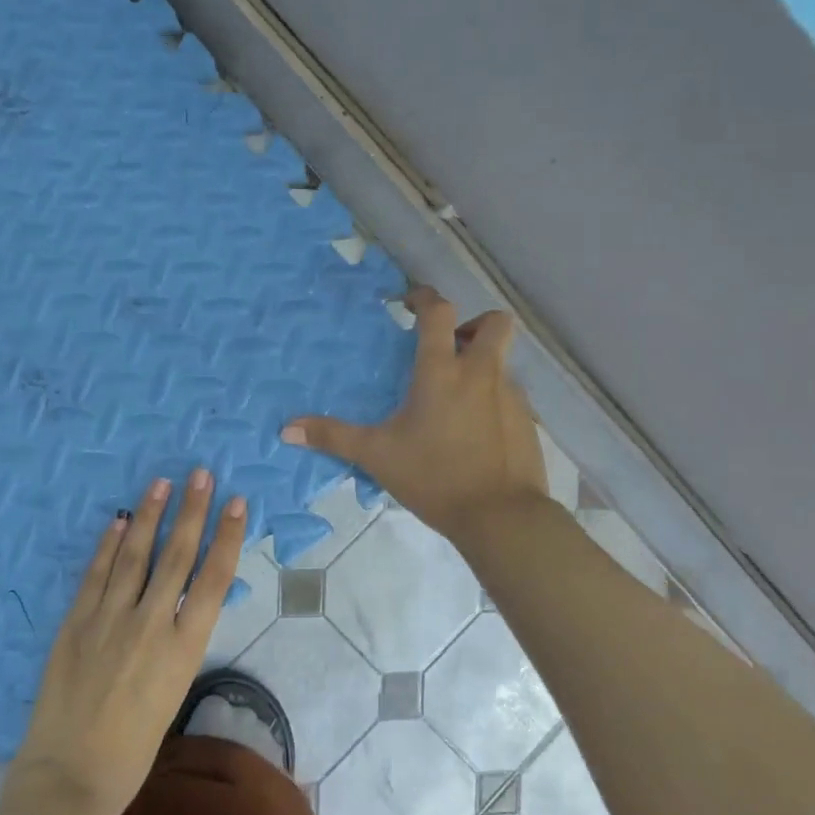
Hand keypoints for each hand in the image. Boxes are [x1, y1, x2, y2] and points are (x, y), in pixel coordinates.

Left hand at [12, 469, 247, 814]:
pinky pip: (96, 574)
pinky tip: (118, 522)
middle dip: (191, 512)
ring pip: (135, 556)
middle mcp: (151, 624)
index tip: (237, 503)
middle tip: (200, 474)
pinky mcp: (76, 623)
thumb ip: (180, 639)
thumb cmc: (135, 746)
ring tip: (160, 484)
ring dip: (149, 516)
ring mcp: (110, 620)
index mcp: (184, 647)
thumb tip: (183, 598)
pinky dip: (108, 546)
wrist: (72, 776)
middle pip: (177, 556)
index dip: (227, 537)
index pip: (214, 579)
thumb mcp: (175, 688)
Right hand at [282, 286, 546, 541]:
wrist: (502, 516)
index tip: (408, 302)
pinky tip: (474, 432)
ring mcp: (511, 395)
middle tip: (449, 349)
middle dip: (473, 325)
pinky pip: (509, 394)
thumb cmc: (435, 477)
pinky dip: (492, 399)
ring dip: (481, 365)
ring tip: (455, 399)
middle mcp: (482, 372)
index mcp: (443, 371)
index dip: (424, 297)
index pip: (439, 312)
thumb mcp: (378, 456)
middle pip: (494, 322)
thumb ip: (333, 437)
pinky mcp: (527, 420)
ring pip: (502, 361)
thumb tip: (286, 429)